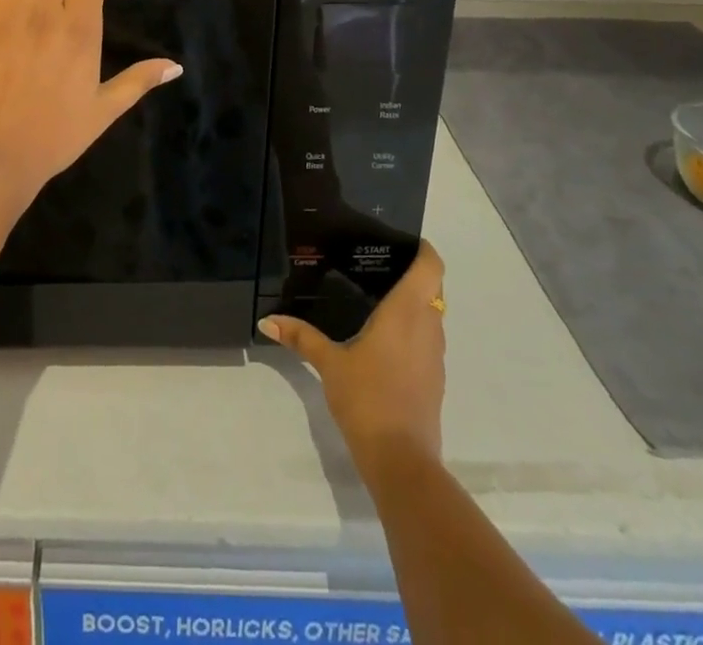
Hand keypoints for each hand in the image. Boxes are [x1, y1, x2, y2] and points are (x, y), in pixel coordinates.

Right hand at [259, 241, 446, 473]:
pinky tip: (384, 339)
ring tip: (377, 297)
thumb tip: (266, 320)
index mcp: (407, 311)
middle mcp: (428, 326)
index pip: (431, 265)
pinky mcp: (435, 379)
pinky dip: (413, 330)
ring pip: (432, 314)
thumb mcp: (328, 364)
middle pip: (432, 287)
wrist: (401, 461)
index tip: (401, 240)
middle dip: (411, 273)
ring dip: (414, 303)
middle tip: (377, 265)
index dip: (422, 248)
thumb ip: (300, 338)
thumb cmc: (367, 398)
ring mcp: (436, 355)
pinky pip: (428, 339)